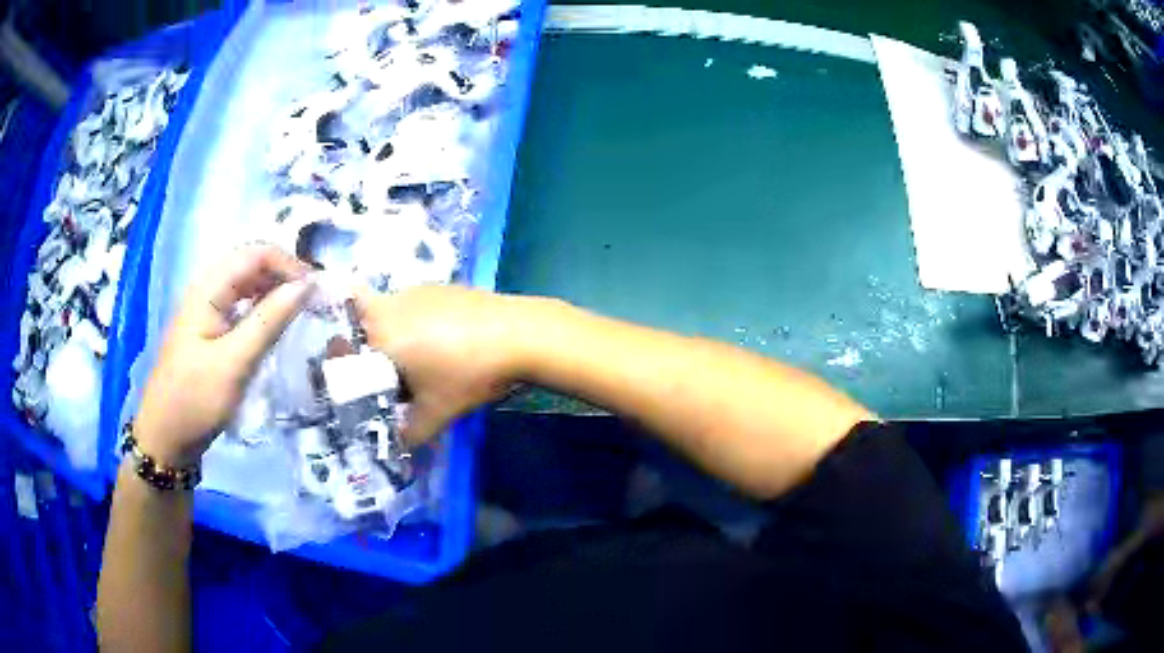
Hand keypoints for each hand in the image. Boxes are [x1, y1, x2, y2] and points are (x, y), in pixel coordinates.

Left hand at [134, 244, 312, 465]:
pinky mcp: (211, 332)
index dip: (287, 264)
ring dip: (275, 291)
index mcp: (208, 290)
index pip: (254, 254)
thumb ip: (268, 321)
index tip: (315, 290)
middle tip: (313, 301)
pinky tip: (275, 326)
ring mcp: (208, 312)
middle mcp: (207, 291)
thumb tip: (306, 286)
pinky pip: (241, 308)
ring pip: (247, 286)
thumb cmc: (195, 399)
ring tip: (300, 311)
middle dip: (284, 275)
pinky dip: (262, 310)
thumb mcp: (234, 363)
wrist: (165, 437)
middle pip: (251, 265)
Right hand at [354, 285, 532, 444]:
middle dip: (371, 352)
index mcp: (378, 332)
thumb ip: (408, 433)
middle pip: (363, 326)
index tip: (361, 382)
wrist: (520, 335)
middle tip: (390, 377)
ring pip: (390, 316)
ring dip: (396, 338)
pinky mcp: (441, 287)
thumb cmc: (468, 374)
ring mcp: (417, 290)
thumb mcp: (436, 412)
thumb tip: (397, 443)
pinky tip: (445, 345)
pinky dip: (418, 325)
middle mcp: (390, 304)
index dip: (344, 363)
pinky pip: (415, 307)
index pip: (341, 343)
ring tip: (421, 364)